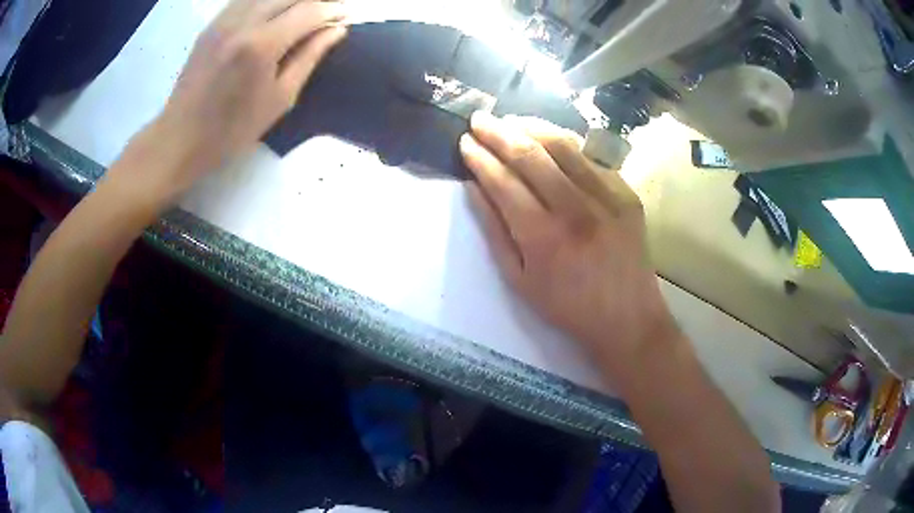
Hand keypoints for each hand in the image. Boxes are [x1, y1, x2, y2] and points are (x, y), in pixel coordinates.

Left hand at [143, 0, 347, 196]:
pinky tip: (273, 14)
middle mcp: (243, 22)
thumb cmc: (232, 129)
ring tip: (302, 14)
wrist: (181, 137)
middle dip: (315, 1)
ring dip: (290, 1)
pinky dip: (266, 2)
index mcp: (262, 45)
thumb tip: (336, 29)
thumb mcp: (280, 99)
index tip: (346, 15)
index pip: (309, 10)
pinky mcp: (212, 24)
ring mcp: (224, 20)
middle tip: (326, 14)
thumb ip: (309, 57)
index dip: (333, 9)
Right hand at [460, 112, 679, 382]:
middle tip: (479, 119)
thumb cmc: (568, 307)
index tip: (465, 142)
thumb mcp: (519, 280)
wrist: (627, 318)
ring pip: (563, 146)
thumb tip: (473, 188)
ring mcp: (606, 197)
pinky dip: (565, 144)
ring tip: (510, 120)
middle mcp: (575, 209)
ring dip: (531, 126)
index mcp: (543, 237)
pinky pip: (590, 158)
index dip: (479, 157)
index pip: (503, 181)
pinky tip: (549, 139)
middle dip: (498, 131)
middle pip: (530, 154)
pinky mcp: (626, 194)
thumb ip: (494, 231)